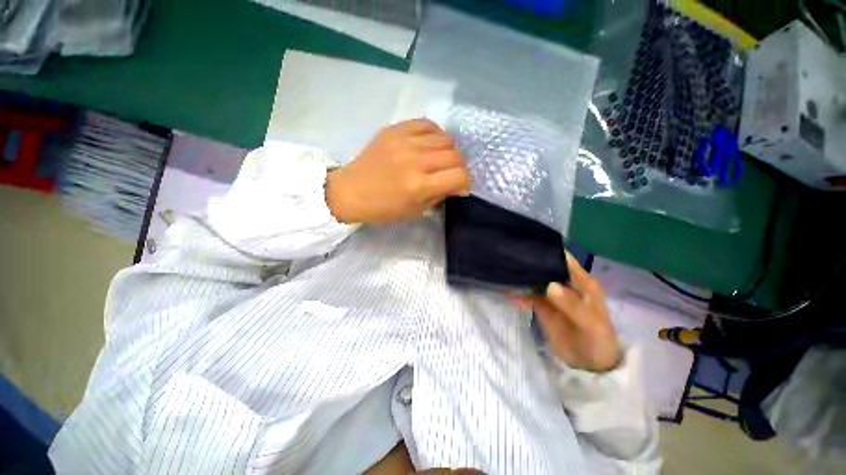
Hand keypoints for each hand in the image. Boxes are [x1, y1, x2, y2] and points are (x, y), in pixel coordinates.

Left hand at [326, 119, 470, 223]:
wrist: (351, 191)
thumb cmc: (383, 208)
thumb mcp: (415, 211)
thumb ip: (439, 195)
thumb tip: (457, 184)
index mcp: (419, 186)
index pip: (459, 176)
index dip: (465, 183)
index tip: (460, 187)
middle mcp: (415, 160)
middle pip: (456, 155)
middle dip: (459, 168)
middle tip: (450, 174)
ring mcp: (404, 141)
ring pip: (445, 138)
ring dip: (448, 151)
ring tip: (439, 159)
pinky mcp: (395, 129)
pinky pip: (427, 123)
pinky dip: (434, 134)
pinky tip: (429, 144)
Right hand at [518, 253, 620, 372]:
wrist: (589, 366)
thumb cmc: (598, 341)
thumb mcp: (590, 323)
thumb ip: (571, 304)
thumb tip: (550, 285)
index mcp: (581, 282)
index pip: (563, 259)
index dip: (548, 251)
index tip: (527, 245)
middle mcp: (564, 284)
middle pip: (545, 267)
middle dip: (530, 262)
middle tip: (509, 256)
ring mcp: (551, 295)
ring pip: (534, 280)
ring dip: (522, 277)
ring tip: (503, 270)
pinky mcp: (541, 306)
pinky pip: (527, 295)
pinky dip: (518, 293)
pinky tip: (506, 290)